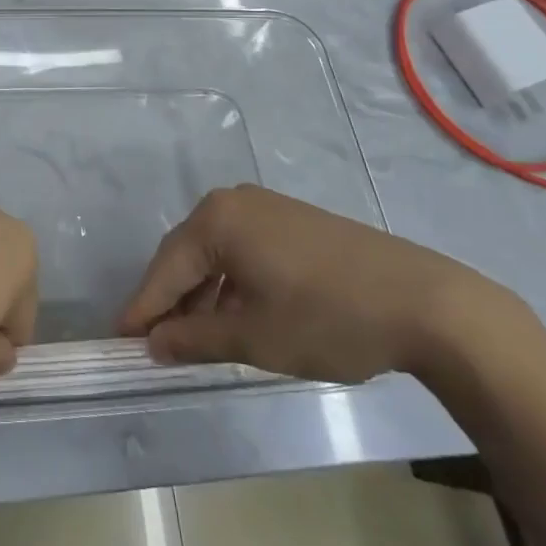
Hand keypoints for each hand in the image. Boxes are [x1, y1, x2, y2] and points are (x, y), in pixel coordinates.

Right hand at [117, 185, 498, 384]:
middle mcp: (235, 202)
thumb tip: (153, 342)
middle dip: (171, 300)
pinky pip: (244, 249)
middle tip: (154, 343)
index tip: (120, 341)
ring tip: (194, 337)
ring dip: (202, 294)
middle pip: (188, 254)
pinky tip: (236, 315)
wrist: (425, 303)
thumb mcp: (254, 337)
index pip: (166, 267)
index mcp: (217, 219)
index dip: (143, 308)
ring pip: (217, 253)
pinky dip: (232, 283)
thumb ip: (195, 337)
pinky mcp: (294, 221)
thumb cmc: (327, 317)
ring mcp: (268, 208)